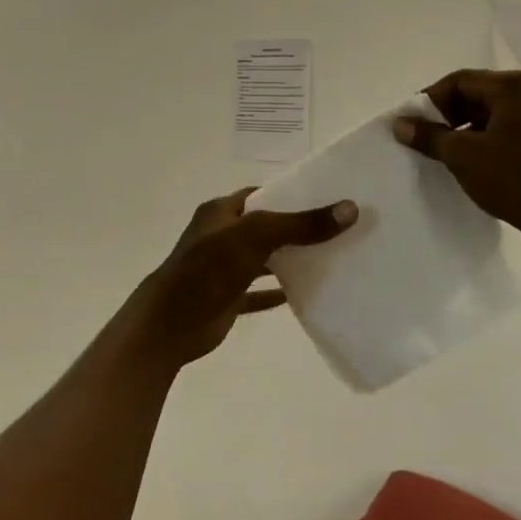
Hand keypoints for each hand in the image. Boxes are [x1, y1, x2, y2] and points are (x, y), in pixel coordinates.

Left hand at [126, 189, 357, 366]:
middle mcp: (222, 237)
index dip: (292, 195)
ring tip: (332, 259)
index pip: (262, 195)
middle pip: (266, 228)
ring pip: (264, 260)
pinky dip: (279, 293)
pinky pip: (258, 293)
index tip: (329, 198)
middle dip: (298, 229)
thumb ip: (301, 225)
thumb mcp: (257, 237)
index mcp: (221, 213)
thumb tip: (350, 209)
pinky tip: (306, 294)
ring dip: (290, 261)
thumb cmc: (208, 269)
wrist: (170, 324)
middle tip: (339, 230)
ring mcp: (224, 269)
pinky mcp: (228, 298)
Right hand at [393, 69, 520, 262]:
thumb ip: (429, 136)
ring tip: (438, 155)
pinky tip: (464, 165)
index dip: (428, 100)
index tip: (408, 124)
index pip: (458, 81)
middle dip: (443, 116)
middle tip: (420, 140)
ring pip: (485, 115)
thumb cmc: (514, 178)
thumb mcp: (463, 156)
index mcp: (511, 86)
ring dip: (459, 131)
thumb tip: (400, 124)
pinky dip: (478, 143)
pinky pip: (499, 132)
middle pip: (472, 95)